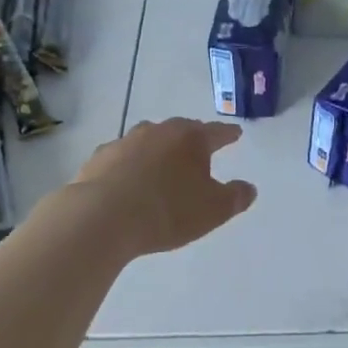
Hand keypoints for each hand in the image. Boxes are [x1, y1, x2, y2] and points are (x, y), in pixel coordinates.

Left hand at [70, 118, 256, 256]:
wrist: (102, 217)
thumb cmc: (168, 211)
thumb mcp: (213, 210)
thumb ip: (235, 197)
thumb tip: (248, 188)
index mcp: (190, 139)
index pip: (216, 132)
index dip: (228, 135)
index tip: (236, 134)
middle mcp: (158, 131)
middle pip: (181, 131)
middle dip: (191, 140)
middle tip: (198, 151)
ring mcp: (125, 142)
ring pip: (149, 140)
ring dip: (158, 150)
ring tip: (163, 166)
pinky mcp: (98, 159)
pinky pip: (122, 158)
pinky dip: (130, 165)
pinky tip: (129, 180)